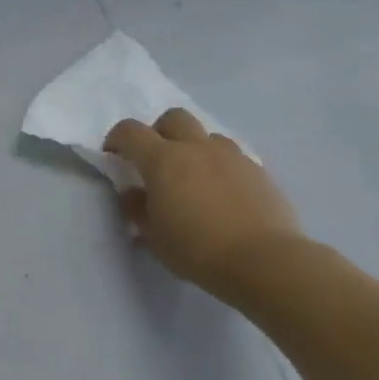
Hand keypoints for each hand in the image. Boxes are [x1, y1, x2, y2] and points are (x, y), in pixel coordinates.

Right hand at [103, 108, 304, 297]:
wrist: (264, 261)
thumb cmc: (196, 249)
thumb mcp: (152, 235)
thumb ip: (137, 207)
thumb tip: (134, 192)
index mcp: (163, 160)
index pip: (130, 131)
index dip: (116, 139)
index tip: (114, 156)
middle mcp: (196, 148)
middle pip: (173, 118)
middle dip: (158, 132)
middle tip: (155, 160)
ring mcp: (232, 156)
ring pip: (207, 135)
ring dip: (193, 147)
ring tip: (193, 177)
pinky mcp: (259, 170)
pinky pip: (233, 156)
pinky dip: (220, 166)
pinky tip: (222, 193)